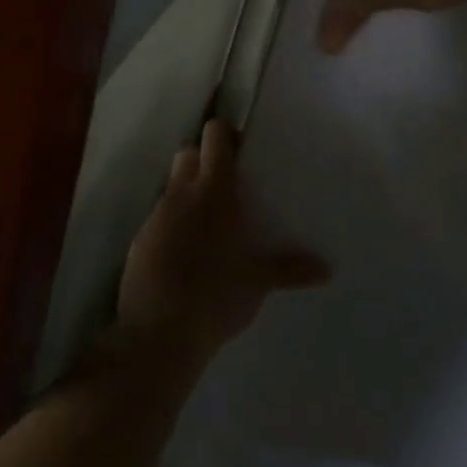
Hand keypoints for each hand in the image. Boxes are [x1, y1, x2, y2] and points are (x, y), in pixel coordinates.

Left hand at [117, 120, 329, 366]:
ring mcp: (156, 216)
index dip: (225, 135)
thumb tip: (326, 269)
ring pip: (171, 186)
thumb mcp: (257, 283)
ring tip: (208, 223)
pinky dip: (172, 224)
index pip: (215, 137)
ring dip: (187, 193)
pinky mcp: (139, 240)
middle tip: (226, 185)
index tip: (241, 150)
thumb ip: (289, 269)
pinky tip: (185, 252)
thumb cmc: (217, 296)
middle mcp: (181, 193)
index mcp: (214, 191)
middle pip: (188, 153)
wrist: (159, 331)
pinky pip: (159, 218)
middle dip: (203, 159)